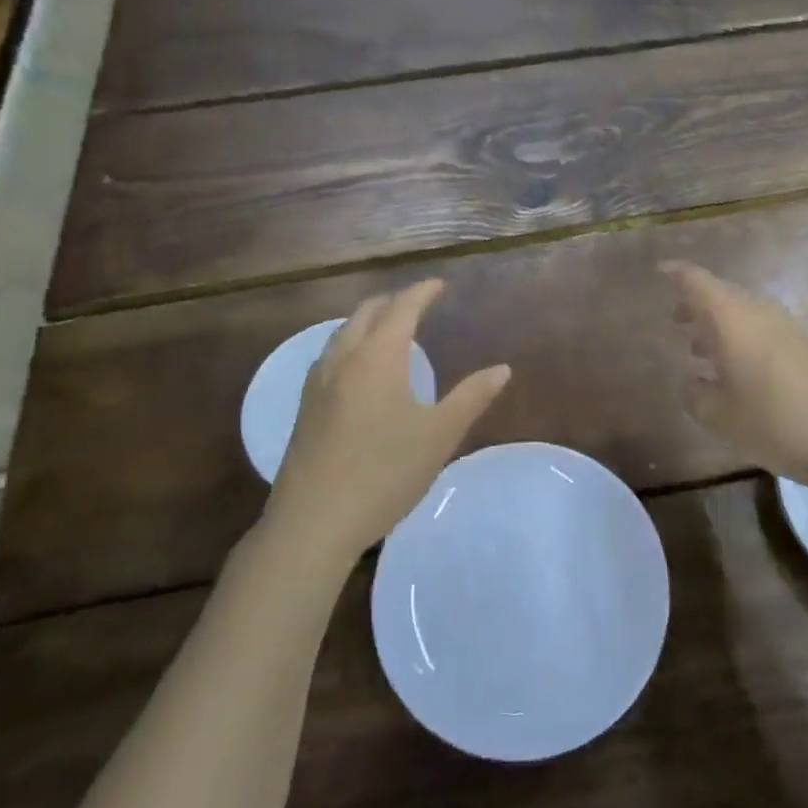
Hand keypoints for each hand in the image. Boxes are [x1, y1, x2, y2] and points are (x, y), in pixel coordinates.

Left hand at [263, 280, 509, 563]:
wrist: (313, 523)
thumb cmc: (384, 473)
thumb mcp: (439, 435)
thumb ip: (471, 397)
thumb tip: (502, 369)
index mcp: (378, 356)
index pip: (402, 307)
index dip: (422, 292)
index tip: (439, 285)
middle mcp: (344, 358)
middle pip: (367, 312)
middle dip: (394, 300)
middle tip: (419, 302)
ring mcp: (318, 382)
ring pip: (344, 332)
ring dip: (369, 320)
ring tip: (391, 330)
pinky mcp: (305, 406)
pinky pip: (331, 355)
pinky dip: (352, 343)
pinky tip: (360, 369)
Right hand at [662, 260, 807, 497]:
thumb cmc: (773, 423)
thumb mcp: (718, 416)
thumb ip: (695, 394)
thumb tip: (691, 382)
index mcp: (733, 318)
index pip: (698, 282)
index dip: (677, 273)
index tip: (659, 271)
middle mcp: (760, 312)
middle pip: (723, 293)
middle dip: (697, 303)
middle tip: (676, 319)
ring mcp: (788, 327)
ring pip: (745, 311)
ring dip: (721, 322)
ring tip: (701, 348)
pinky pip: (764, 327)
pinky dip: (743, 336)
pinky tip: (738, 368)